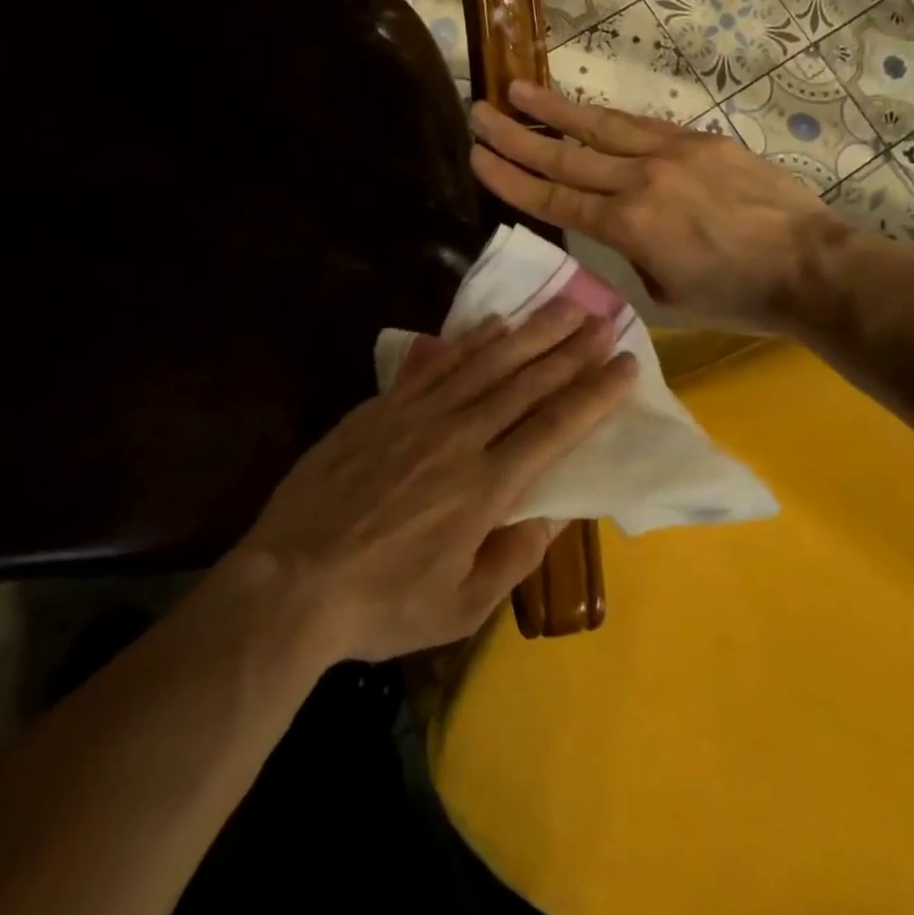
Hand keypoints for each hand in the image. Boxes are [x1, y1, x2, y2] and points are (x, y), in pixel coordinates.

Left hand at [236, 303, 635, 663]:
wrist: (288, 582)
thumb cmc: (380, 604)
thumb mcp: (459, 607)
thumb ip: (512, 560)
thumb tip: (552, 516)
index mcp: (486, 488)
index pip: (555, 428)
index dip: (594, 394)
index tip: (625, 365)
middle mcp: (460, 438)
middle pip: (528, 384)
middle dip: (572, 350)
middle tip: (606, 320)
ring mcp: (418, 416)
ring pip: (488, 363)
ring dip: (532, 333)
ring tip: (565, 306)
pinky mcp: (383, 407)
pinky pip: (438, 364)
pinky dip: (472, 341)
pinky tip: (496, 323)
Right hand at [469, 80, 843, 333]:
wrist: (808, 265)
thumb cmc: (736, 295)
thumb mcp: (666, 292)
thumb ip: (632, 255)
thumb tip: (623, 231)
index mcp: (628, 227)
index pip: (554, 199)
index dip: (511, 178)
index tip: (477, 157)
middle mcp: (640, 181)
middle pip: (565, 157)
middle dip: (516, 135)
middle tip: (479, 112)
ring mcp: (672, 153)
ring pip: (600, 127)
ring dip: (555, 110)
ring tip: (518, 89)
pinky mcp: (700, 140)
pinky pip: (643, 125)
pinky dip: (607, 117)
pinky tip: (586, 109)